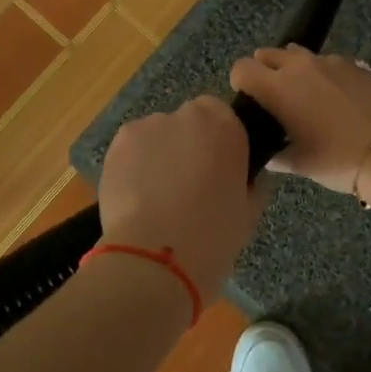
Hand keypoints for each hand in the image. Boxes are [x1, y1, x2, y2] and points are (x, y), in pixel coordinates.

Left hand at [98, 97, 272, 294]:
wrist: (157, 257)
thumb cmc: (214, 235)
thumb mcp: (250, 211)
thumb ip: (253, 183)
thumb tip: (250, 178)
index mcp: (225, 125)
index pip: (222, 115)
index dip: (218, 140)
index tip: (218, 168)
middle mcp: (186, 115)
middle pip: (188, 122)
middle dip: (188, 145)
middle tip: (189, 183)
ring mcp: (147, 127)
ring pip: (157, 135)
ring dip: (160, 155)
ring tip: (158, 196)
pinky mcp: (117, 145)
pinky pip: (132, 150)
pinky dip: (135, 166)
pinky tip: (137, 197)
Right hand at [229, 46, 370, 192]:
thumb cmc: (338, 160)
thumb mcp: (301, 164)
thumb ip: (279, 156)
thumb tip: (269, 155)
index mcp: (278, 88)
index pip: (242, 68)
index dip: (240, 82)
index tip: (248, 100)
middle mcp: (300, 66)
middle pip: (268, 54)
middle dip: (264, 70)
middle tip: (273, 97)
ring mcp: (331, 61)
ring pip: (300, 55)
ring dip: (294, 68)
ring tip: (305, 95)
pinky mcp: (357, 65)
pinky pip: (329, 62)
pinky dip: (324, 74)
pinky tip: (335, 98)